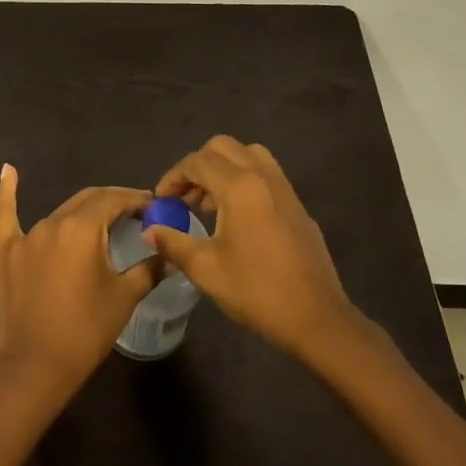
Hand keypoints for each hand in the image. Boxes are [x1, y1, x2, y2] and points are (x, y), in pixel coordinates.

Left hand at [0, 165, 159, 399]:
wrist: (36, 367)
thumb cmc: (86, 331)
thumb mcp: (124, 298)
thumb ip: (148, 269)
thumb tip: (167, 253)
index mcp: (82, 229)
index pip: (114, 201)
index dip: (136, 200)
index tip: (154, 207)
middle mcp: (53, 223)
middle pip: (88, 200)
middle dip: (114, 202)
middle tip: (137, 214)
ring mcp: (27, 237)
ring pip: (61, 212)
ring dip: (84, 211)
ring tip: (105, 218)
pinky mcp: (8, 253)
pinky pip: (6, 217)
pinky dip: (7, 193)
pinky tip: (8, 170)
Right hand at [145, 136, 374, 361]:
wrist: (316, 318)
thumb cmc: (256, 291)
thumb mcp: (205, 269)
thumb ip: (173, 243)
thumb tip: (149, 231)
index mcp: (240, 187)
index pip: (197, 162)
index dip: (173, 177)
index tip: (161, 202)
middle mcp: (264, 177)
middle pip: (224, 147)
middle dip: (197, 166)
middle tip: (184, 197)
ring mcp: (286, 190)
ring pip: (249, 156)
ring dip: (223, 170)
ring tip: (208, 205)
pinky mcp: (298, 207)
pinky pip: (266, 176)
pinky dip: (244, 182)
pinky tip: (236, 220)